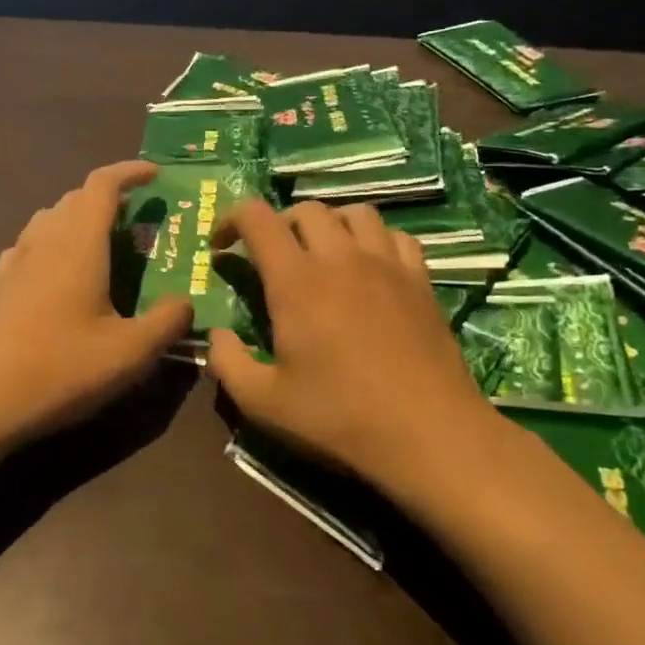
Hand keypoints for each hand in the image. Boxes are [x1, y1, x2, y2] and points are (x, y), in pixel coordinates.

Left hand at [0, 161, 193, 445]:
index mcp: (78, 243)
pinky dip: (54, 243)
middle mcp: (44, 239)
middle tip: (138, 219)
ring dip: (79, 219)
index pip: (102, 184)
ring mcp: (15, 260)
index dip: (130, 171)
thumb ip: (168, 321)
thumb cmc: (62, 369)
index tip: (155, 174)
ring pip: (50, 218)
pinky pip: (31, 245)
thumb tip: (186, 302)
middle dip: (109, 198)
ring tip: (104, 245)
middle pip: (76, 198)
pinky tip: (61, 275)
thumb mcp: (131, 352)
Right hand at [206, 199, 497, 497]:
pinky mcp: (420, 281)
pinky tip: (369, 268)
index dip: (231, 220)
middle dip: (277, 224)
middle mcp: (340, 258)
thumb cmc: (339, 418)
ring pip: (354, 213)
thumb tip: (215, 335)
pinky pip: (396, 236)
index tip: (221, 247)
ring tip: (321, 254)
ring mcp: (386, 265)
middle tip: (270, 258)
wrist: (429, 435)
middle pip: (305, 210)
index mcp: (296, 281)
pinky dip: (374, 239)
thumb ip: (226, 362)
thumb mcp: (262, 403)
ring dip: (328, 224)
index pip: (257, 218)